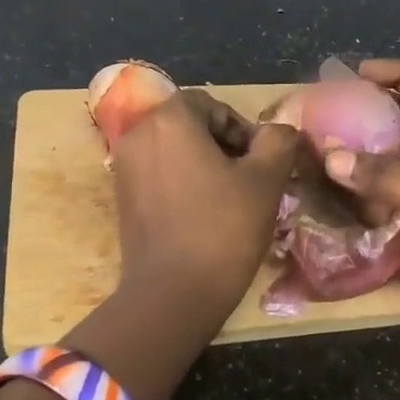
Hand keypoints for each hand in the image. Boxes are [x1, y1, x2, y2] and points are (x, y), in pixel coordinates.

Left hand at [108, 89, 299, 333]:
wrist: (172, 295)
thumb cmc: (222, 229)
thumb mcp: (266, 180)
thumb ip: (278, 142)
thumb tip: (278, 132)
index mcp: (169, 120)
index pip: (211, 105)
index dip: (241, 128)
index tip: (260, 161)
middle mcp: (138, 134)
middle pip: (189, 125)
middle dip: (222, 145)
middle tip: (250, 178)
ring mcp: (124, 167)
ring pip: (173, 150)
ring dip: (203, 164)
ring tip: (230, 198)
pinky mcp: (121, 198)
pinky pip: (158, 174)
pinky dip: (182, 183)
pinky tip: (204, 214)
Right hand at [322, 59, 399, 362]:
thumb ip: (388, 179)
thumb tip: (331, 156)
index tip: (359, 72)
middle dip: (371, 114)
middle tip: (327, 106)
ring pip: (387, 166)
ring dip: (356, 155)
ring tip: (315, 141)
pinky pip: (377, 204)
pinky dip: (353, 195)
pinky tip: (323, 185)